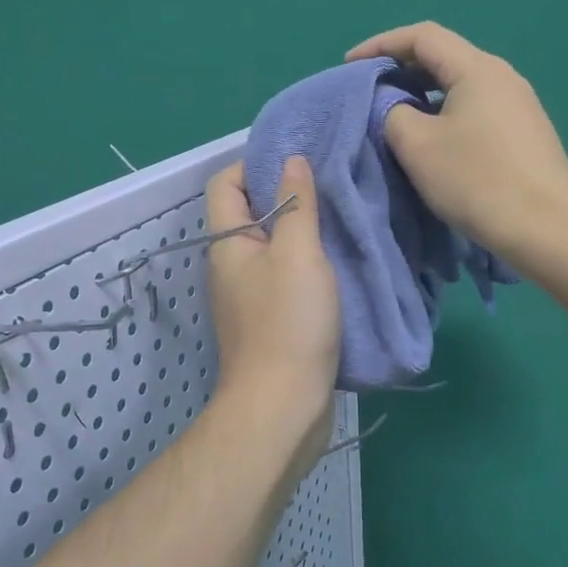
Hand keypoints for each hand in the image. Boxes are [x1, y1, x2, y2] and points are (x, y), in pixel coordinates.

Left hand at [205, 156, 339, 474]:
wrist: (284, 406)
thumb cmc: (288, 322)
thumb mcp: (298, 254)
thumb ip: (296, 204)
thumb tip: (291, 159)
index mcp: (228, 244)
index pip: (225, 183)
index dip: (254, 164)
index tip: (298, 161)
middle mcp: (231, 267)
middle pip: (250, 214)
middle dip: (286, 196)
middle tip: (330, 186)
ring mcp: (249, 298)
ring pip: (272, 248)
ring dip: (302, 233)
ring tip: (342, 220)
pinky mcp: (270, 323)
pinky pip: (285, 278)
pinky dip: (308, 266)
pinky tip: (340, 263)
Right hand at [347, 22, 567, 273]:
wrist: (545, 228)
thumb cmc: (476, 180)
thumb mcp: (416, 145)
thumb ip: (392, 113)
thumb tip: (396, 107)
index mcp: (477, 68)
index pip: (422, 36)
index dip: (381, 44)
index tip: (350, 65)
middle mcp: (504, 76)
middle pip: (445, 57)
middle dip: (402, 68)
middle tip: (370, 90)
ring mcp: (521, 104)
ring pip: (462, 85)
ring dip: (425, 93)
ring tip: (397, 116)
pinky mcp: (527, 132)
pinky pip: (478, 108)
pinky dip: (447, 112)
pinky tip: (436, 140)